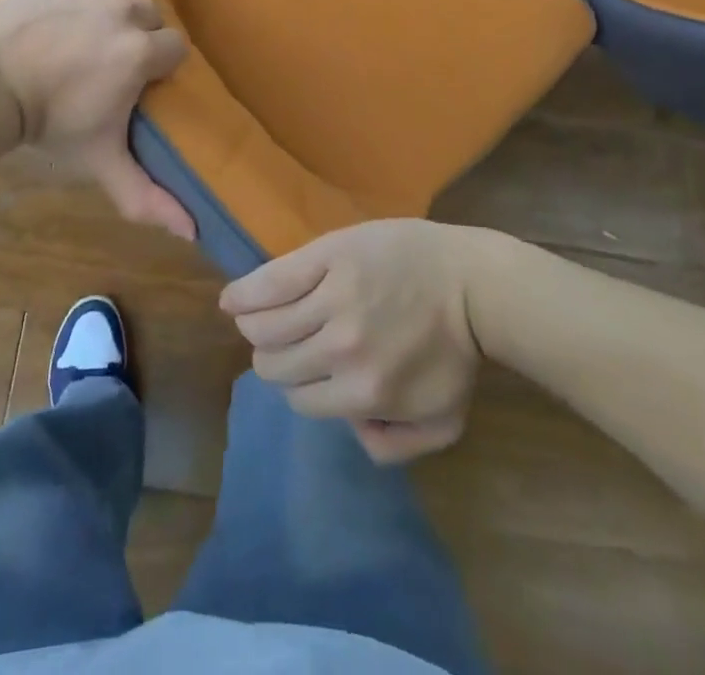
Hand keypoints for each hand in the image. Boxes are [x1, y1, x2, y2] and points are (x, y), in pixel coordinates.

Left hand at [0, 0, 194, 238]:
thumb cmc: (51, 124)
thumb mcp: (102, 160)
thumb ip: (147, 196)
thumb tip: (194, 233)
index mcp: (140, 52)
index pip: (174, 48)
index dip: (155, 66)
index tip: (133, 81)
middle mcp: (124, 8)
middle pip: (149, 17)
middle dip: (134, 38)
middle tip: (103, 62)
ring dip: (111, 10)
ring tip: (82, 35)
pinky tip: (72, 4)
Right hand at [220, 220, 485, 462]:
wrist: (471, 282)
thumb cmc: (456, 347)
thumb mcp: (443, 421)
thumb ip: (395, 446)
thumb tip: (349, 430)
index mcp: (362, 395)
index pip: (299, 399)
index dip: (299, 386)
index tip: (306, 372)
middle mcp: (338, 351)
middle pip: (274, 362)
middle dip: (273, 358)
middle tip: (286, 342)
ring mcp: (330, 300)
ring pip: (264, 324)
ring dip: (255, 325)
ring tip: (260, 316)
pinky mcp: (325, 257)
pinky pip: (270, 281)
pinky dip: (245, 293)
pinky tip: (232, 298)